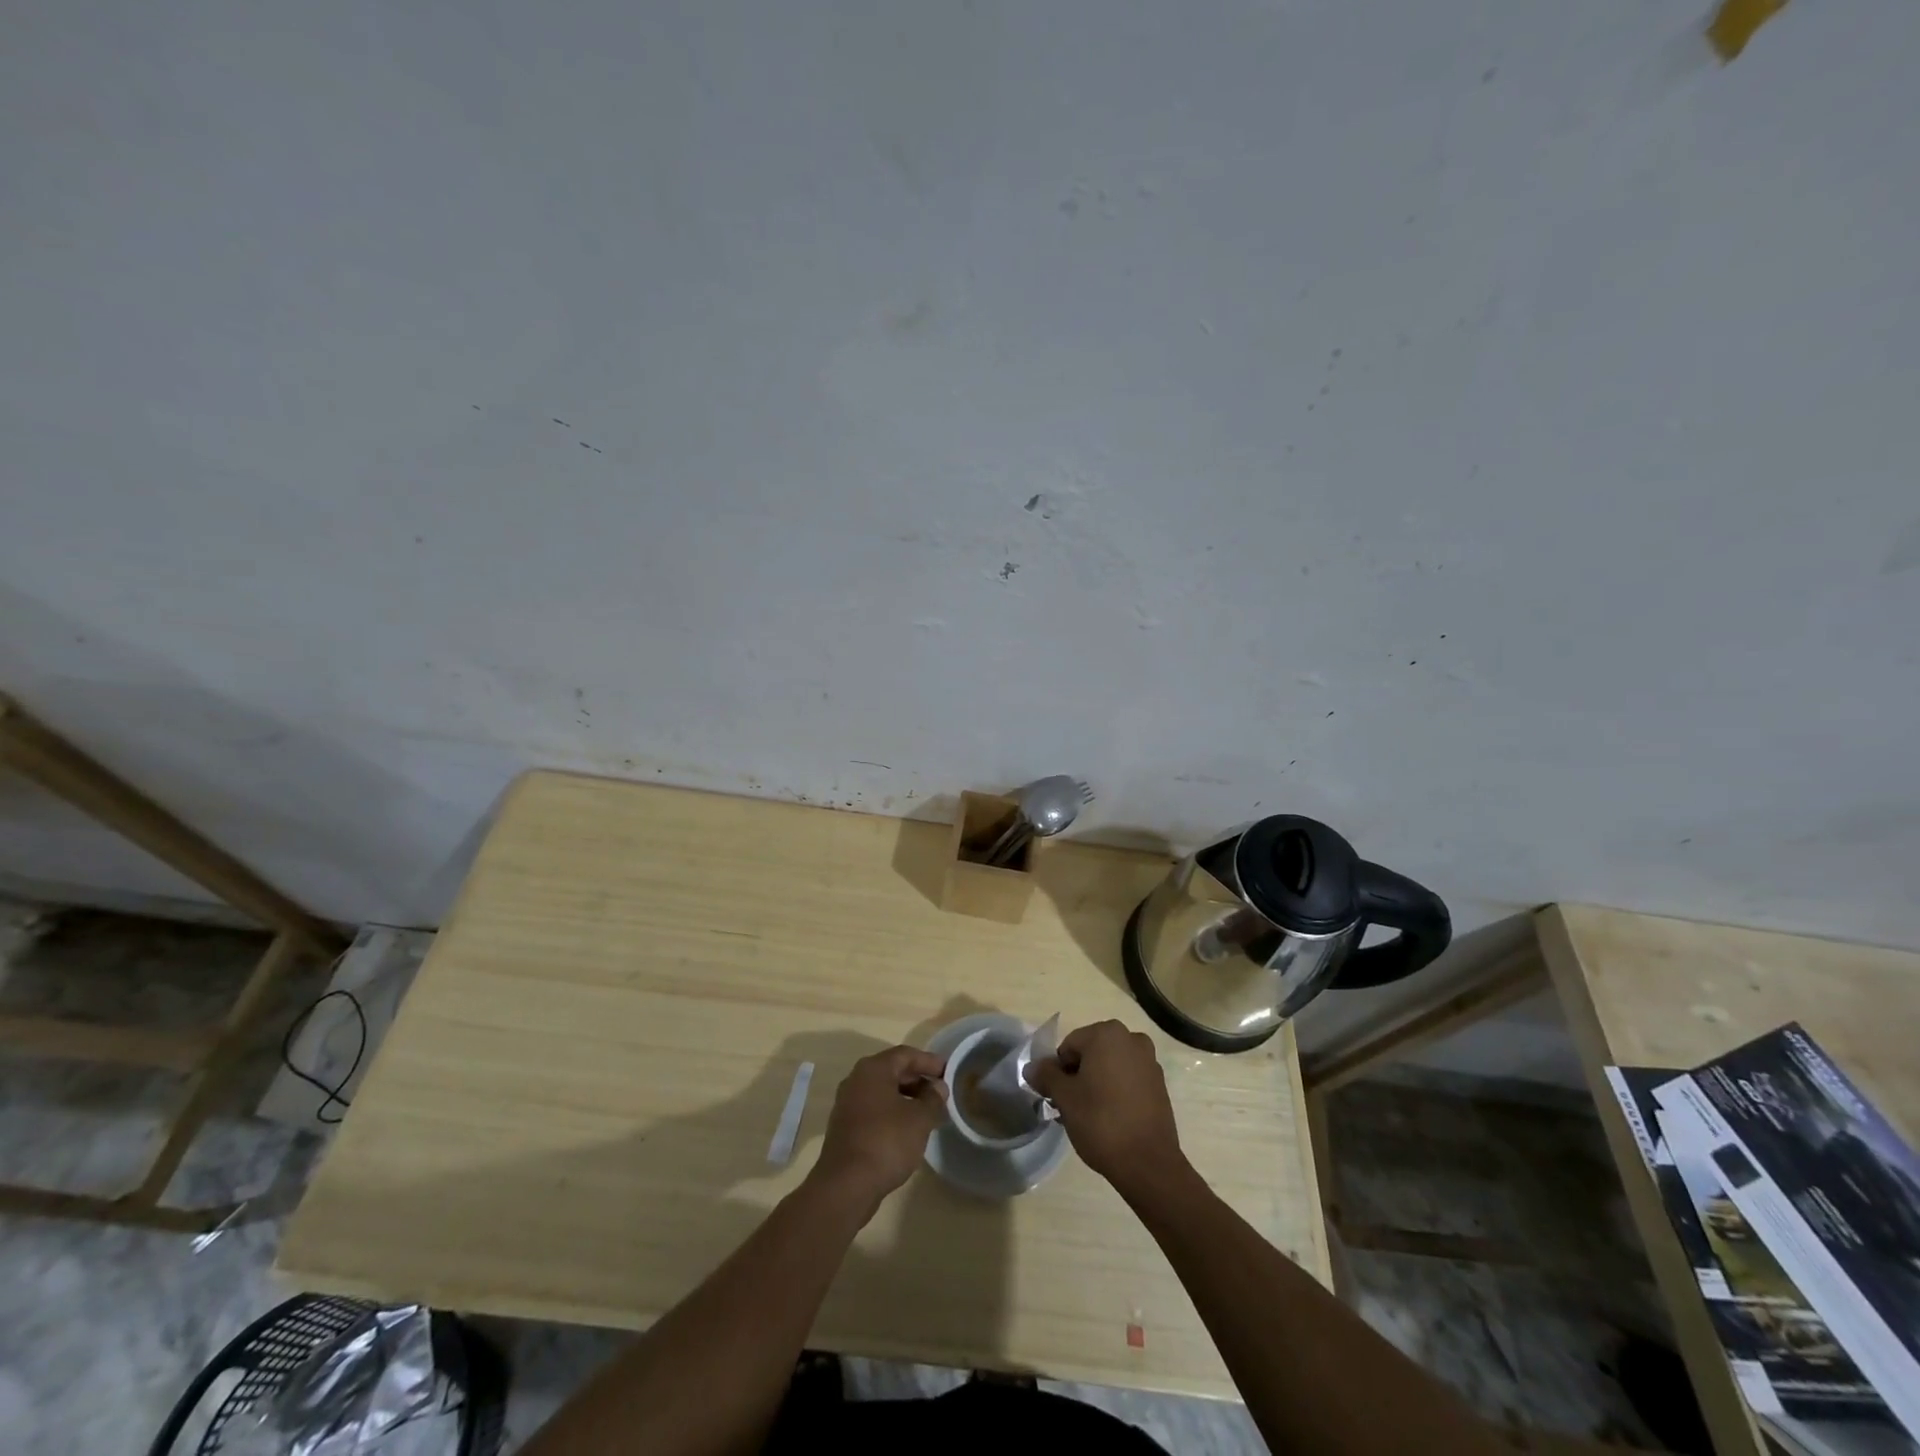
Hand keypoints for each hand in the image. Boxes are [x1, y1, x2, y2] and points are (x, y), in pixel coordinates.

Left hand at [809, 1045, 946, 1213]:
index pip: (905, 1054)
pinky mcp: (845, 1127)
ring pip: (883, 1092)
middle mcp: (856, 1080)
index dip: (929, 1061)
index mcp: (873, 1069)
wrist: (846, 1185)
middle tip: (940, 1092)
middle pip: (892, 1071)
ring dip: (906, 1098)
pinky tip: (908, 1130)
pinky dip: (893, 1112)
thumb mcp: (919, 1119)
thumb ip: (933, 1099)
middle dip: (918, 1080)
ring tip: (928, 1112)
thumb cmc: (886, 1142)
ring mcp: (847, 1104)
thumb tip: (938, 1087)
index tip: (948, 1071)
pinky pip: (874, 1109)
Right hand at [1027, 1020, 1186, 1199]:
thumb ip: (1046, 1076)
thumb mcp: (1065, 1098)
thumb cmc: (1101, 1122)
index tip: (1057, 1098)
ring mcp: (1149, 1061)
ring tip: (1089, 1116)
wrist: (1148, 1164)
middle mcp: (1131, 1039)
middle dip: (1077, 1077)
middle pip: (1091, 1053)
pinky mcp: (1160, 1085)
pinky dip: (1116, 1092)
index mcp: (1107, 1033)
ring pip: (1110, 1067)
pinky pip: (1128, 1080)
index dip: (1058, 1072)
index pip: (1069, 1046)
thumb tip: (1032, 1067)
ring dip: (1096, 1084)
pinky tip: (1110, 1119)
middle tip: (1070, 1107)